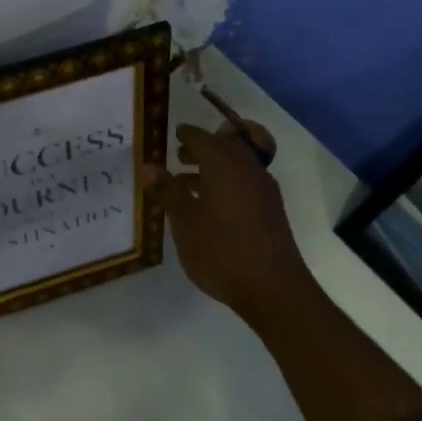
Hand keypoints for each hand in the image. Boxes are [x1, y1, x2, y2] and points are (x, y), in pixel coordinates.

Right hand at [144, 123, 315, 328]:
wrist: (273, 287)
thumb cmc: (221, 251)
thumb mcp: (185, 222)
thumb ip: (168, 191)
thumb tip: (148, 166)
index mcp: (225, 167)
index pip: (203, 139)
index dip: (186, 134)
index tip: (173, 133)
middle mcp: (248, 170)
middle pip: (224, 148)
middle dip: (201, 149)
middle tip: (178, 156)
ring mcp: (263, 190)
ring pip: (236, 166)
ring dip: (213, 168)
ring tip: (186, 183)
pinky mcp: (270, 210)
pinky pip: (244, 183)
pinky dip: (225, 183)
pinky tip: (209, 205)